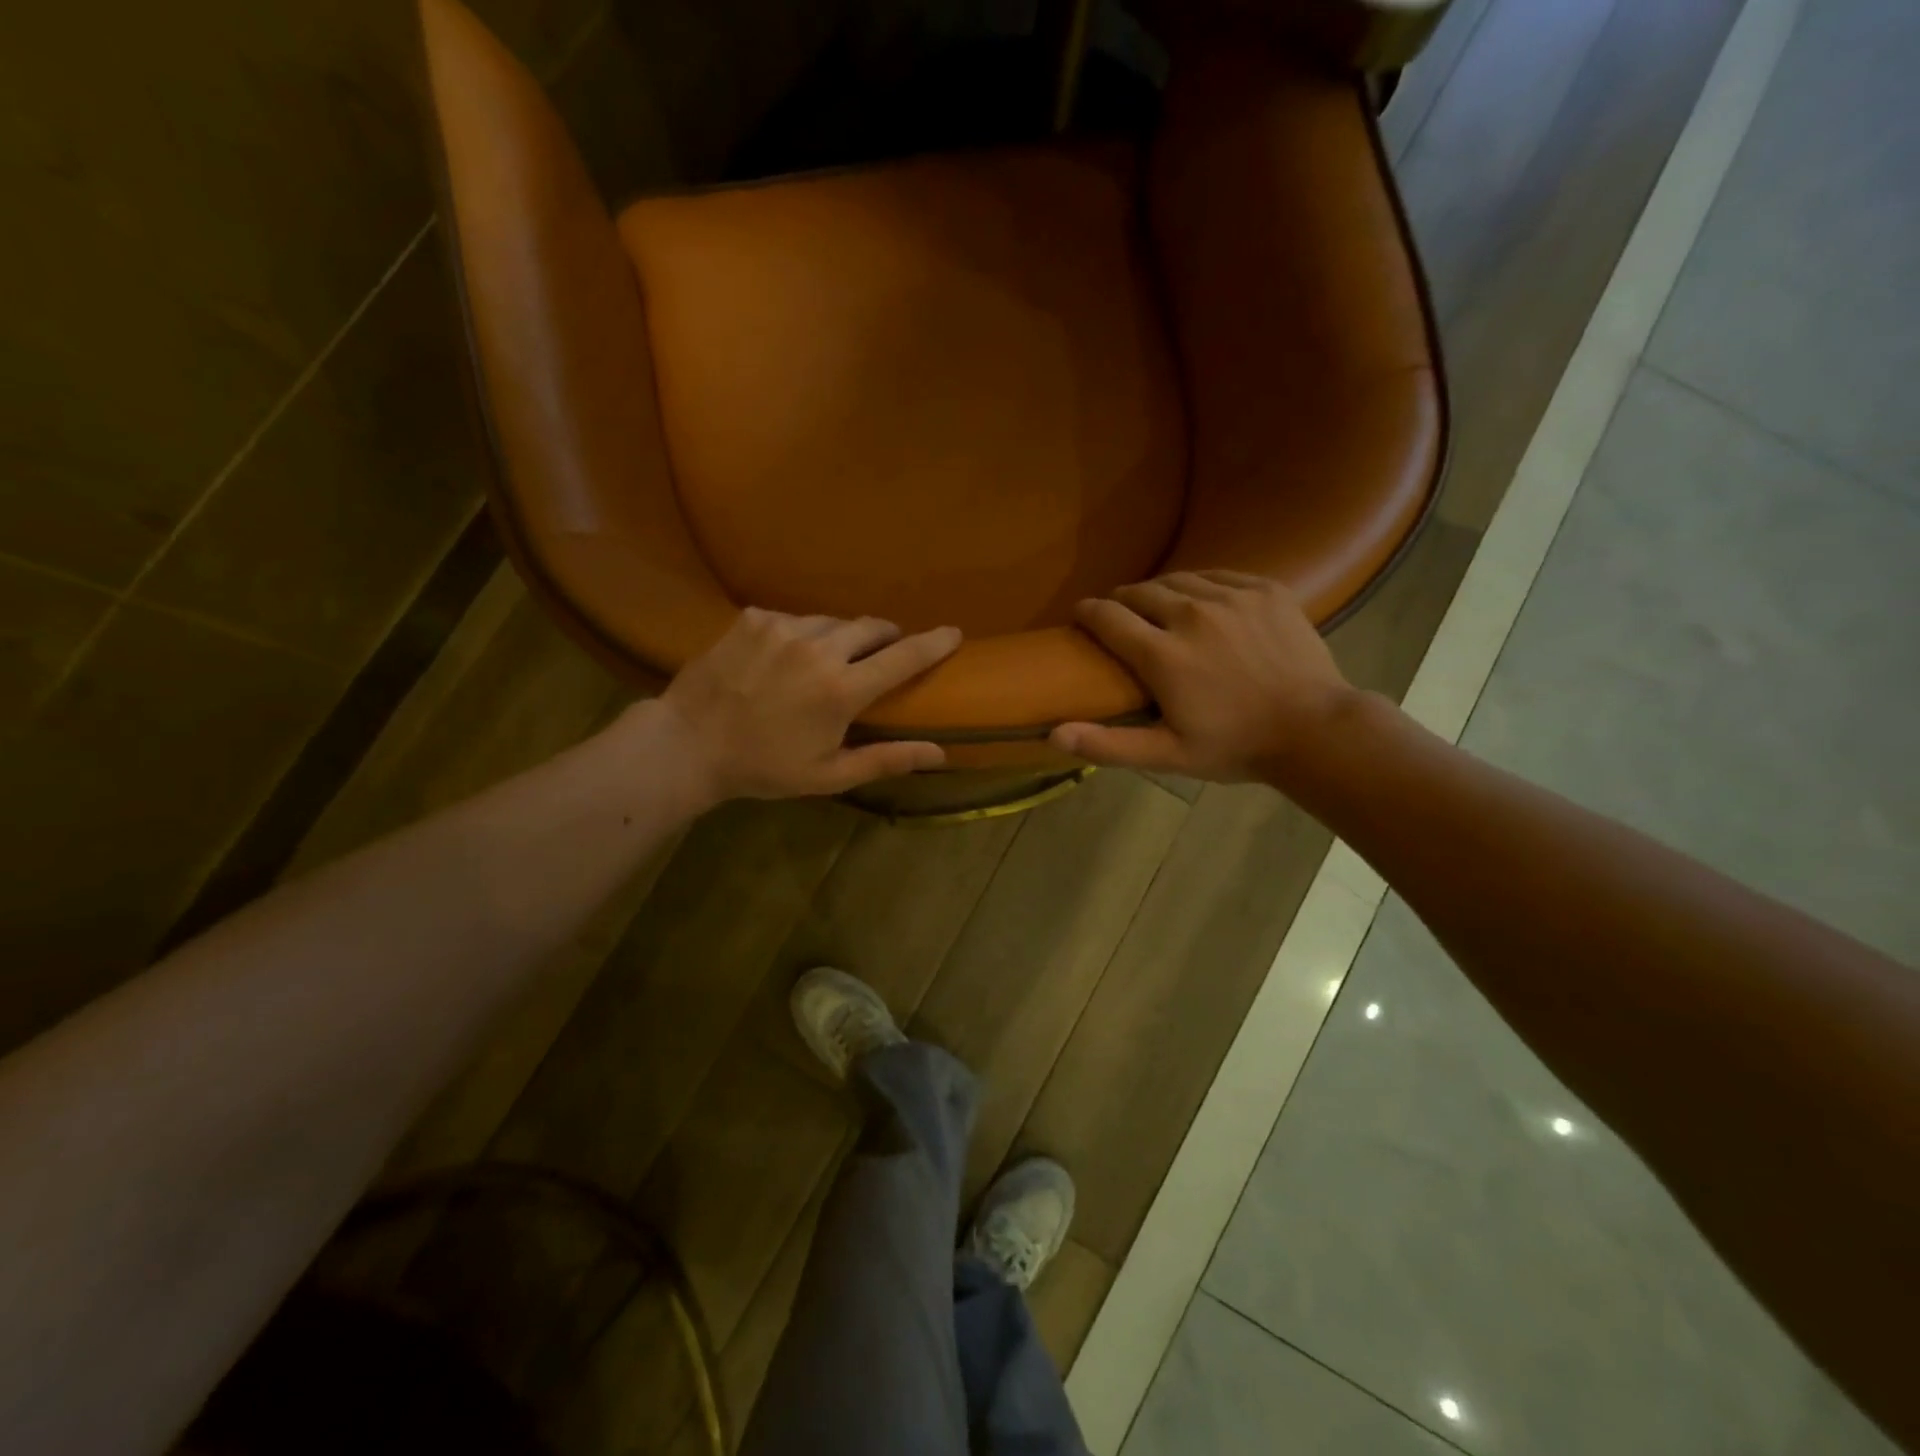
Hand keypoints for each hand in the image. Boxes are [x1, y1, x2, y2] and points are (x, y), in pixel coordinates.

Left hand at [652, 607, 961, 802]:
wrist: (688, 744)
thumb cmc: (763, 767)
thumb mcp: (828, 775)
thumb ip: (886, 760)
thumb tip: (940, 753)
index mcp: (841, 690)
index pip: (903, 657)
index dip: (934, 643)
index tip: (954, 632)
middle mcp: (818, 648)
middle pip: (871, 627)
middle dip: (886, 637)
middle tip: (885, 652)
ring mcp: (783, 628)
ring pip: (832, 621)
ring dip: (842, 637)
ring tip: (831, 659)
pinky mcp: (755, 618)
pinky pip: (795, 618)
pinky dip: (803, 634)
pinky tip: (787, 657)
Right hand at [1049, 571, 1354, 782]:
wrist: (1316, 730)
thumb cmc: (1236, 747)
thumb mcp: (1167, 755)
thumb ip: (1108, 744)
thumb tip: (1052, 735)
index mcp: (1163, 655)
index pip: (1108, 617)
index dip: (1087, 612)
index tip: (1080, 614)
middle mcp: (1192, 615)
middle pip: (1139, 592)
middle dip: (1121, 601)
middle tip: (1119, 616)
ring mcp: (1232, 598)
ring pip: (1178, 579)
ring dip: (1158, 591)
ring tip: (1156, 606)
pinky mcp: (1265, 589)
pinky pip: (1218, 574)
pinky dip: (1200, 585)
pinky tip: (1201, 600)